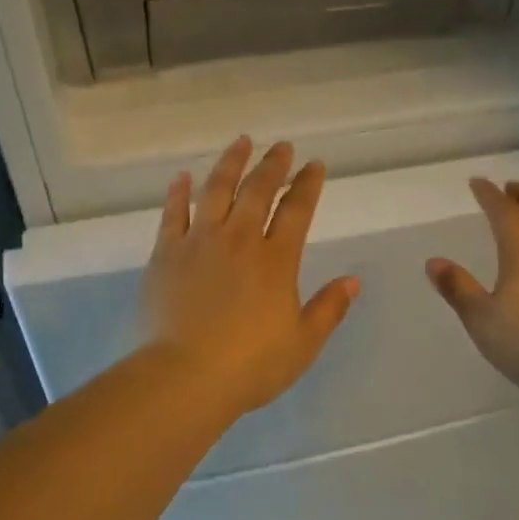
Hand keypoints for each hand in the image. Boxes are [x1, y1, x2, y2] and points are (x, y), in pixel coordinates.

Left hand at [143, 136, 359, 416]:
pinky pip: (173, 213)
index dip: (307, 185)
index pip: (297, 210)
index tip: (314, 165)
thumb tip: (353, 280)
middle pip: (258, 191)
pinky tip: (183, 176)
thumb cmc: (250, 365)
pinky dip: (179, 192)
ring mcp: (198, 243)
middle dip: (273, 165)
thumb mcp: (302, 343)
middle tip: (281, 147)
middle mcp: (239, 240)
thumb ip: (329, 309)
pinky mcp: (166, 254)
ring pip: (216, 190)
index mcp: (276, 260)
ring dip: (230, 163)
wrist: (184, 376)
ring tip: (241, 143)